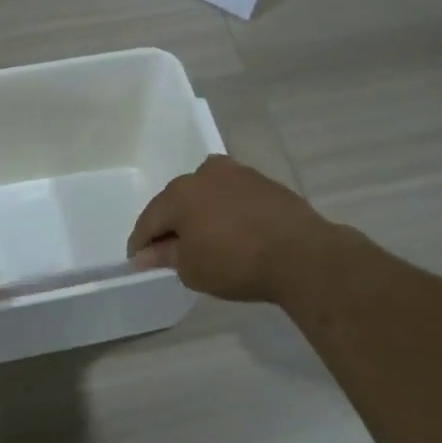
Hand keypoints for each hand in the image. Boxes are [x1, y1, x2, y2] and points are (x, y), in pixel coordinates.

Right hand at [127, 155, 336, 302]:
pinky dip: (225, 212)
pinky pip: (232, 197)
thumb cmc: (236, 263)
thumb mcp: (192, 269)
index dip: (141, 243)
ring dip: (199, 214)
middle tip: (169, 251)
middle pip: (177, 202)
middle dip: (170, 225)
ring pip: (206, 194)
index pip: (149, 220)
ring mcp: (238, 174)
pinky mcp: (264, 182)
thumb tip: (146, 254)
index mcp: (180, 193)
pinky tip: (232, 231)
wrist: (302, 255)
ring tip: (203, 239)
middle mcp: (204, 174)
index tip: (139, 262)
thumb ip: (165, 256)